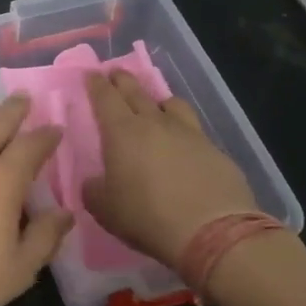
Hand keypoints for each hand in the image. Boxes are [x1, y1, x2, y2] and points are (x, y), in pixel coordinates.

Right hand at [84, 70, 256, 264]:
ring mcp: (189, 133)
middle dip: (123, 80)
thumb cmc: (147, 216)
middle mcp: (155, 123)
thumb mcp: (105, 209)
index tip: (91, 74)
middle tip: (115, 73)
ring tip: (154, 104)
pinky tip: (182, 142)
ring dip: (157, 99)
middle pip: (136, 91)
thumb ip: (94, 189)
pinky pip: (193, 129)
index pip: (105, 98)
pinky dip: (182, 128)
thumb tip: (94, 181)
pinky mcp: (214, 150)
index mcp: (122, 132)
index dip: (96, 84)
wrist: (212, 232)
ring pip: (170, 103)